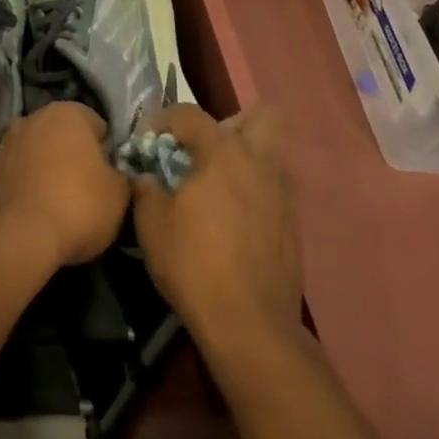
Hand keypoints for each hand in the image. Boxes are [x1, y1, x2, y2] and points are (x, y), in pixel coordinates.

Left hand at [0, 102, 129, 270]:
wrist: (20, 238)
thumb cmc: (79, 205)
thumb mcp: (119, 193)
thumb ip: (121, 174)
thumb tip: (115, 174)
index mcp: (68, 112)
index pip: (98, 126)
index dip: (108, 153)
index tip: (111, 178)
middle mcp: (34, 117)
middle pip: (66, 137)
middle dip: (77, 158)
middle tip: (90, 191)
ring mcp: (8, 142)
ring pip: (41, 154)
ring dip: (51, 170)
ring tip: (63, 205)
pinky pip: (22, 173)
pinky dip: (31, 185)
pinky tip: (40, 211)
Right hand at [132, 104, 302, 349]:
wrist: (250, 324)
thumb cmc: (194, 265)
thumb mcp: (151, 223)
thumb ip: (145, 187)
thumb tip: (144, 174)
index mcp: (223, 152)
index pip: (190, 114)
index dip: (163, 120)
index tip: (146, 139)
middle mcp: (259, 161)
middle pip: (258, 117)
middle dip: (229, 124)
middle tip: (202, 150)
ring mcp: (282, 191)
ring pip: (271, 151)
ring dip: (245, 155)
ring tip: (217, 183)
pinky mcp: (294, 221)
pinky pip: (275, 185)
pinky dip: (255, 188)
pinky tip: (233, 216)